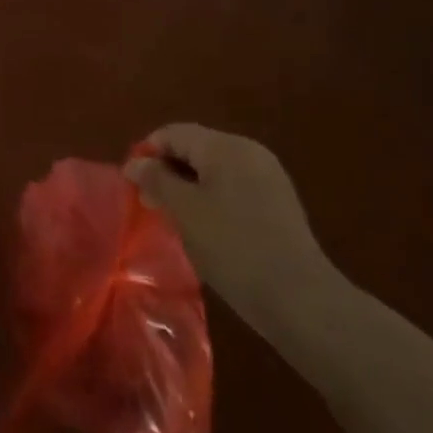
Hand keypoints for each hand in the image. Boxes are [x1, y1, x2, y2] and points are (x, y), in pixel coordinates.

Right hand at [127, 124, 335, 337]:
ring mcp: (268, 176)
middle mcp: (248, 151)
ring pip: (214, 170)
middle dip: (168, 171)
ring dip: (189, 187)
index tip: (132, 184)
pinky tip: (207, 230)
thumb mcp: (185, 211)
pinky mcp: (279, 202)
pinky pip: (234, 187)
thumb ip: (156, 180)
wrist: (300, 299)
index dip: (147, 153)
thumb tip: (135, 162)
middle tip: (149, 205)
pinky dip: (213, 199)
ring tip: (175, 219)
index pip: (174, 133)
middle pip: (195, 148)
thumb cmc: (234, 247)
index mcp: (225, 145)